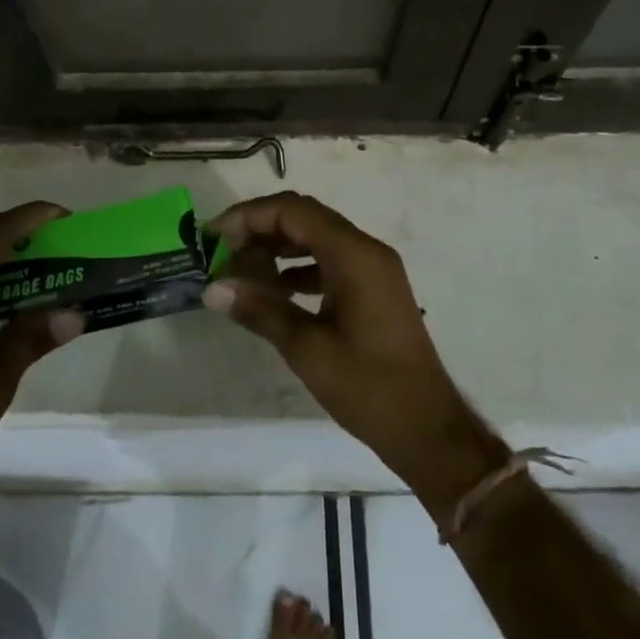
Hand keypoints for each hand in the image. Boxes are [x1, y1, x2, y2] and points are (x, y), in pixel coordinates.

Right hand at [202, 192, 507, 519]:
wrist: (427, 427)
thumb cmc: (367, 386)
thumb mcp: (306, 348)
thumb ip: (259, 310)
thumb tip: (212, 288)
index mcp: (353, 254)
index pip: (293, 211)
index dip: (248, 216)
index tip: (213, 236)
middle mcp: (367, 250)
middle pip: (305, 218)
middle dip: (260, 229)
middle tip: (222, 252)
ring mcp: (374, 268)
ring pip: (318, 238)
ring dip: (279, 248)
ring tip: (242, 271)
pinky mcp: (375, 288)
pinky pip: (331, 261)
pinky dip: (300, 268)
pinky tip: (275, 291)